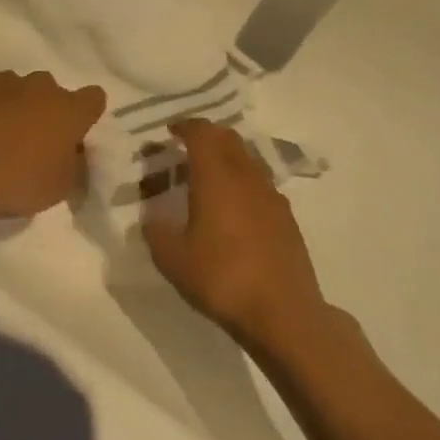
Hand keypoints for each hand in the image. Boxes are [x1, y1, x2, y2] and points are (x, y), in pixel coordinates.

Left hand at [0, 70, 107, 224]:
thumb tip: (76, 156)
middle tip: (34, 144)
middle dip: (47, 112)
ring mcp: (1, 81)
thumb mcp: (57, 189)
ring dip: (14, 108)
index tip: (75, 137)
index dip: (87, 116)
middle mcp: (39, 86)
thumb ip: (75, 168)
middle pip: (52, 93)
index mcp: (68, 109)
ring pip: (17, 90)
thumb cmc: (12, 181)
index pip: (94, 99)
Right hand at [142, 119, 326, 355]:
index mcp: (216, 175)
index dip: (184, 126)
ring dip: (227, 158)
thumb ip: (156, 231)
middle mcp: (245, 175)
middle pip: (228, 138)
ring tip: (209, 178)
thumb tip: (152, 217)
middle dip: (207, 136)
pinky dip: (244, 182)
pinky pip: (261, 184)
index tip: (170, 131)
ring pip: (247, 159)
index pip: (201, 132)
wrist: (282, 312)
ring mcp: (271, 195)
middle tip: (187, 149)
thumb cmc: (221, 278)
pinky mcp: (287, 217)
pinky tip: (235, 209)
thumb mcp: (172, 258)